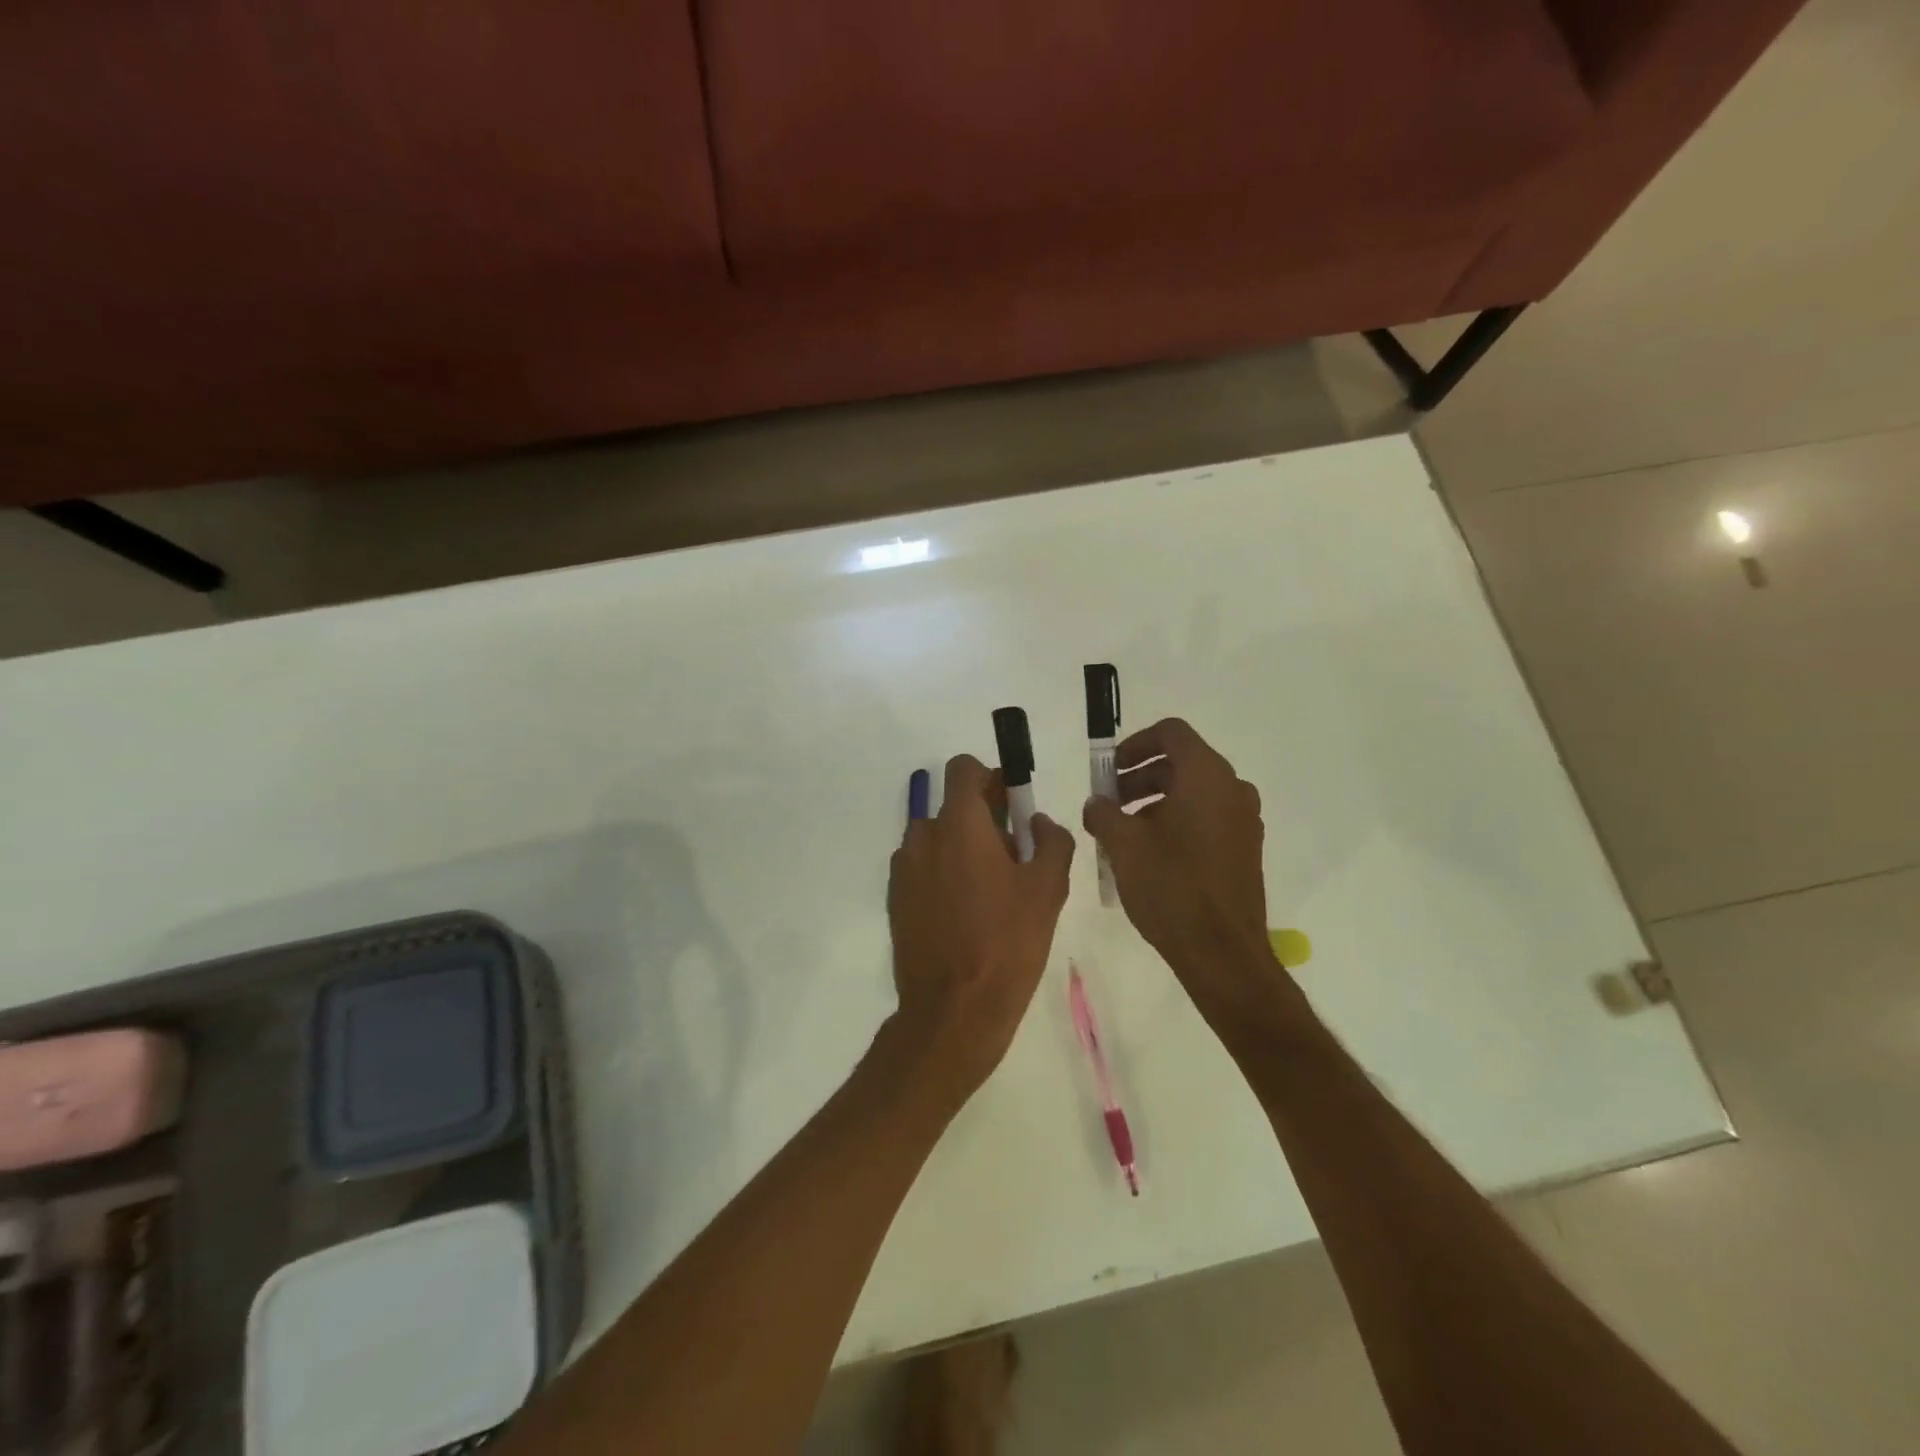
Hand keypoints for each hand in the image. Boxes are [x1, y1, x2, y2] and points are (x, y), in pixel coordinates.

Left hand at [887, 754, 1074, 1110]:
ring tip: (989, 891)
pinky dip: (942, 874)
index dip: (989, 778)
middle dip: (983, 819)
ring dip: (961, 848)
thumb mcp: (1048, 889)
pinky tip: (964, 913)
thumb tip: (1038, 822)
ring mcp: (904, 869)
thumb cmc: (1007, 943)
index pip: (963, 769)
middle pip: (953, 806)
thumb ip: (1051, 840)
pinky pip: (923, 869)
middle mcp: (923, 836)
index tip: (1011, 806)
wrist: (953, 1010)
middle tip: (1012, 857)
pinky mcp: (895, 899)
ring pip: (937, 839)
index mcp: (960, 824)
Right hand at [1082, 719, 1283, 1031]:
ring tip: (1123, 831)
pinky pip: (1207, 817)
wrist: (1221, 951)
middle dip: (1139, 776)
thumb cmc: (1170, 886)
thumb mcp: (1123, 844)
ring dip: (1155, 800)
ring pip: (1193, 792)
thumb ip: (1103, 813)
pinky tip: (1150, 852)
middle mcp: (1232, 788)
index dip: (1135, 744)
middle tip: (1108, 803)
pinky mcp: (1245, 848)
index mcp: (1206, 775)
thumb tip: (1097, 804)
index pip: (1171, 733)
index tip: (1110, 770)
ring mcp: (1243, 820)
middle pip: (1181, 762)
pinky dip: (1177, 820)